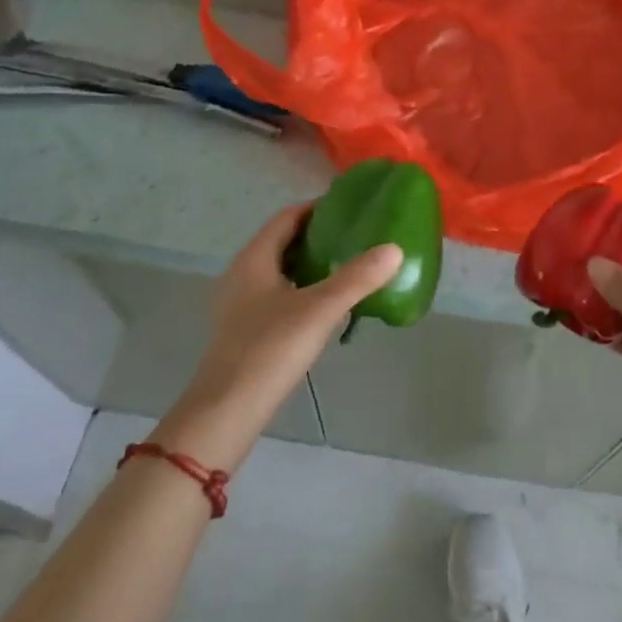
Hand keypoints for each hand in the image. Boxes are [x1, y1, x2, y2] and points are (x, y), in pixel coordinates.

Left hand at [152, 203, 401, 470]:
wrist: (226, 413)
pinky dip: (302, 290)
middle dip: (318, 237)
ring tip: (347, 268)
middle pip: (283, 242)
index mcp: (254, 258)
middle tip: (356, 237)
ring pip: (280, 270)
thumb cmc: (269, 350)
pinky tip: (325, 307)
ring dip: (310, 265)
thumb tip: (395, 249)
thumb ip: (357, 278)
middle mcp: (242, 273)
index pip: (288, 217)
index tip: (351, 209)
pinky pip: (277, 295)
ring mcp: (239, 304)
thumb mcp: (319, 309)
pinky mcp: (244, 330)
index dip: (317, 209)